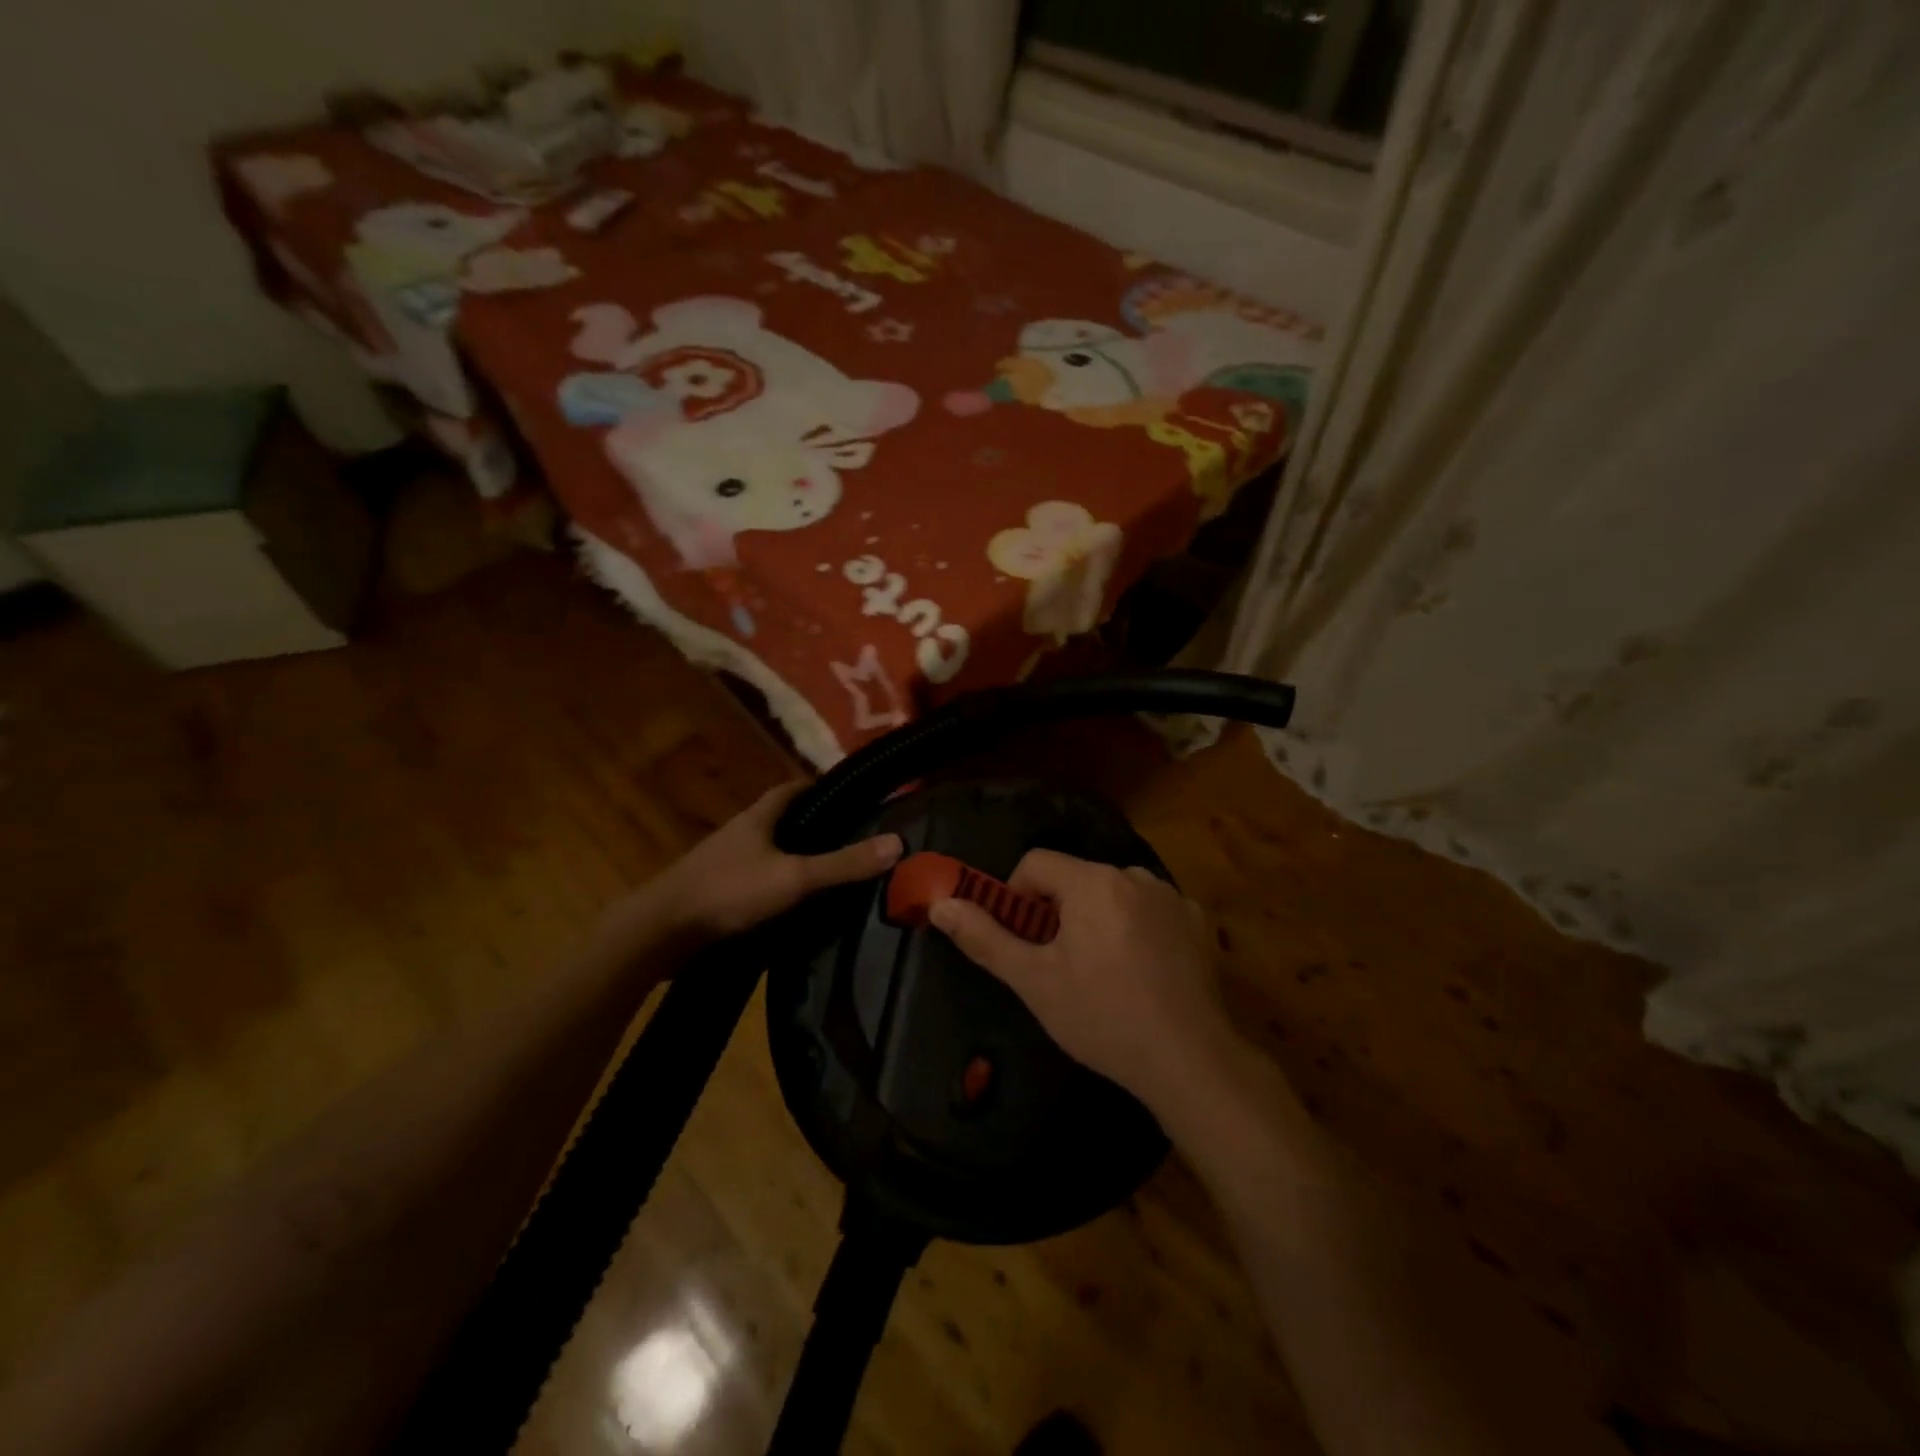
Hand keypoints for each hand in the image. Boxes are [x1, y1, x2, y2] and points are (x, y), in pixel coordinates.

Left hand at [624, 782, 902, 948]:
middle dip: (811, 824)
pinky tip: (792, 903)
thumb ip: (844, 864)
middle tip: (849, 835)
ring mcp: (722, 864)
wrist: (659, 933)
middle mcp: (739, 833)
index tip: (848, 793)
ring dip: (792, 855)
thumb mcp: (794, 878)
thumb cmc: (728, 892)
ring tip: (828, 869)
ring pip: (766, 851)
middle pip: (779, 820)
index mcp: (757, 818)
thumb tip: (898, 842)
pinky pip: (754, 879)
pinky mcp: (713, 893)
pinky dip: (775, 883)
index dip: (818, 787)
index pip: (791, 789)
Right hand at [928, 849, 1232, 1112]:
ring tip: (1101, 972)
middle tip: (1057, 964)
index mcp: (1092, 881)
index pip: (1036, 863)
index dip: (1017, 896)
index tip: (1021, 939)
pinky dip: (1136, 929)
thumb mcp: (1033, 981)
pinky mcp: (1196, 922)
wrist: (1189, 1060)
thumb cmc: (1102, 1017)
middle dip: (1058, 912)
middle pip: (1076, 878)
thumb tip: (941, 904)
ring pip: (1113, 894)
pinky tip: (1142, 973)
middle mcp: (1134, 875)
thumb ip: (984, 937)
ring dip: (1097, 919)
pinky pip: (1150, 910)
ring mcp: (1171, 897)